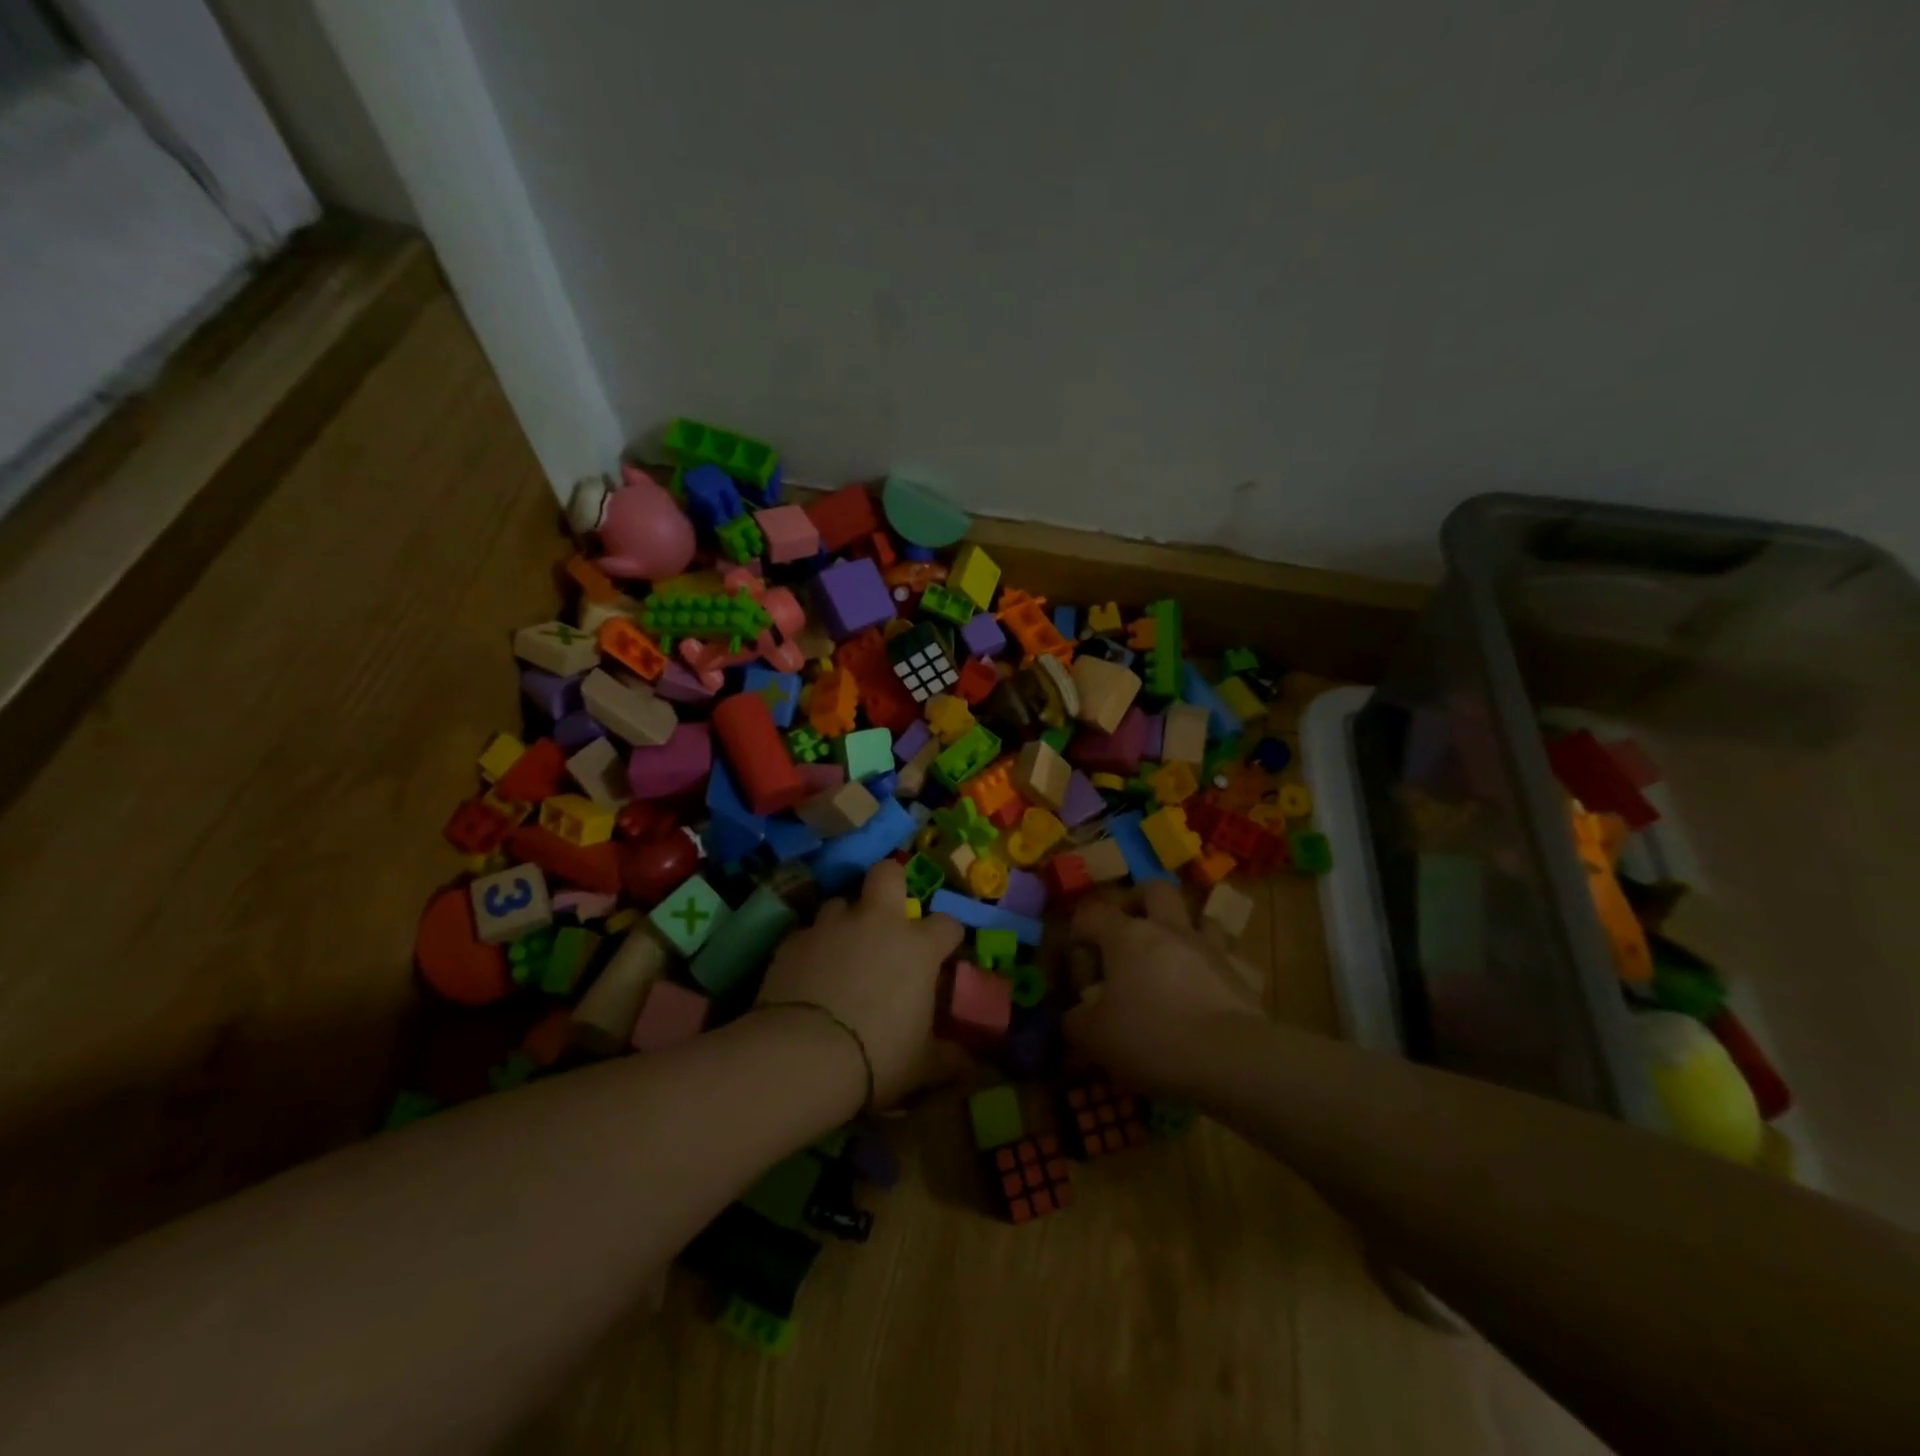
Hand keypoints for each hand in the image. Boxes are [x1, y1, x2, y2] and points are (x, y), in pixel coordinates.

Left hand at [755, 859, 964, 1106]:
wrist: (803, 1056)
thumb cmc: (878, 1056)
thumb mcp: (922, 1064)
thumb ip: (949, 1058)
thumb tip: (972, 1066)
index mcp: (918, 946)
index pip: (947, 924)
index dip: (947, 937)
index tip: (943, 954)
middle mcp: (877, 922)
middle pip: (888, 874)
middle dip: (891, 883)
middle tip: (887, 913)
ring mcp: (832, 926)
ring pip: (840, 902)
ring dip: (844, 920)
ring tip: (841, 949)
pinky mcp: (793, 939)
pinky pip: (807, 932)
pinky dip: (811, 947)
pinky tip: (807, 973)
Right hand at [1063, 880, 1259, 1092]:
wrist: (1231, 1059)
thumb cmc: (1152, 1038)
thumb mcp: (1095, 1038)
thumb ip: (1076, 1022)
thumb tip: (1074, 1015)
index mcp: (1127, 936)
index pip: (1093, 913)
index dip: (1079, 930)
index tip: (1078, 956)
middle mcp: (1169, 930)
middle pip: (1155, 890)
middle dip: (1140, 902)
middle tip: (1129, 930)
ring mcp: (1211, 949)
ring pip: (1200, 918)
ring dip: (1186, 931)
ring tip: (1174, 958)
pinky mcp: (1243, 975)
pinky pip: (1230, 960)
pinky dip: (1218, 969)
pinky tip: (1210, 991)